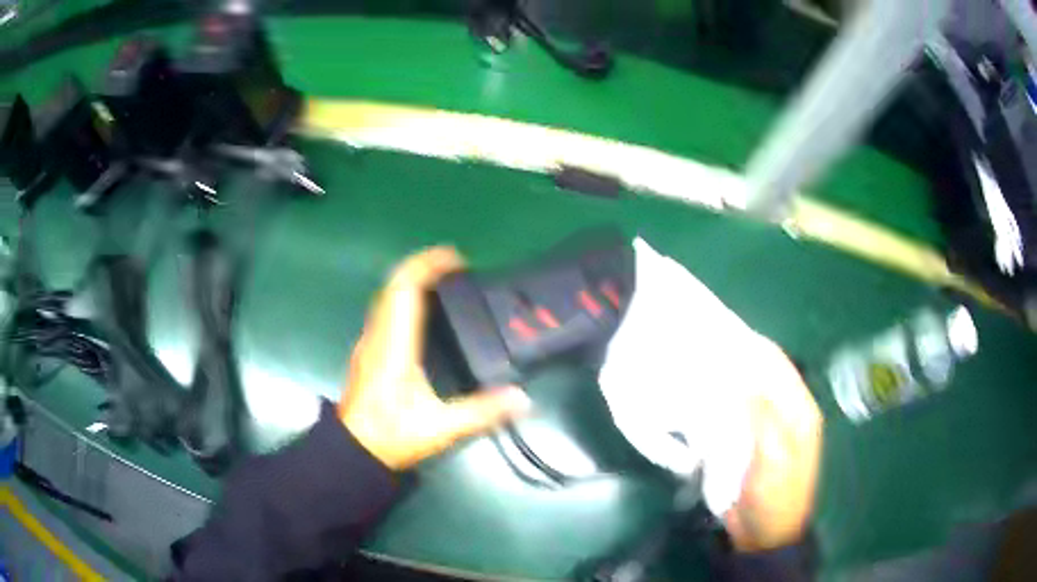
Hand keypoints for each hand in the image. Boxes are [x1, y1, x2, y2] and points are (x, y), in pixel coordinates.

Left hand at [338, 247, 531, 470]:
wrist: (353, 450)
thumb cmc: (391, 435)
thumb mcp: (440, 428)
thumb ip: (482, 412)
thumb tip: (523, 398)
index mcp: (394, 345)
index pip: (405, 289)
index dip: (428, 265)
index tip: (456, 259)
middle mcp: (378, 335)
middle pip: (394, 284)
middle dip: (423, 266)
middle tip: (456, 267)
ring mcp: (369, 341)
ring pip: (387, 295)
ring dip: (412, 279)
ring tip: (443, 282)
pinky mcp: (368, 351)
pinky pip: (385, 309)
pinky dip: (404, 296)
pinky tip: (423, 312)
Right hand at [598, 239, 821, 551]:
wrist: (764, 535)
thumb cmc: (775, 500)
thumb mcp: (775, 462)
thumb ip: (765, 421)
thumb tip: (747, 382)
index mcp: (799, 413)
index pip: (779, 369)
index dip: (755, 350)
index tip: (725, 335)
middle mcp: (786, 413)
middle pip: (762, 375)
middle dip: (737, 360)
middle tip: (706, 344)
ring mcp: (767, 427)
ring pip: (748, 392)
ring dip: (727, 379)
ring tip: (700, 362)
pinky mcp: (749, 441)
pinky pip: (735, 413)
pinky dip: (720, 403)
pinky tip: (701, 397)